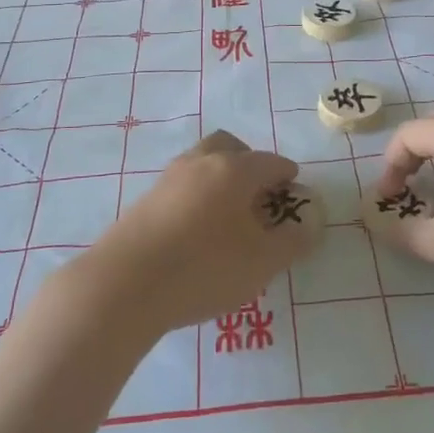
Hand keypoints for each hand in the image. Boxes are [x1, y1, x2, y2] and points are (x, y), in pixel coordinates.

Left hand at [68, 131, 316, 337]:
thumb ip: (292, 242)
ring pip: (201, 164)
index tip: (293, 191)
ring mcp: (167, 180)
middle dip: (249, 163)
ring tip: (228, 216)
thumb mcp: (262, 262)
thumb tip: (309, 225)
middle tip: (259, 194)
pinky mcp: (144, 202)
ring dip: (219, 180)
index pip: (270, 162)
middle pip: (229, 147)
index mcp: (234, 170)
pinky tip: (197, 232)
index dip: (286, 175)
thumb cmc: (204, 268)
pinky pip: (181, 188)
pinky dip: (196, 198)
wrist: (124, 285)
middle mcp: (200, 163)